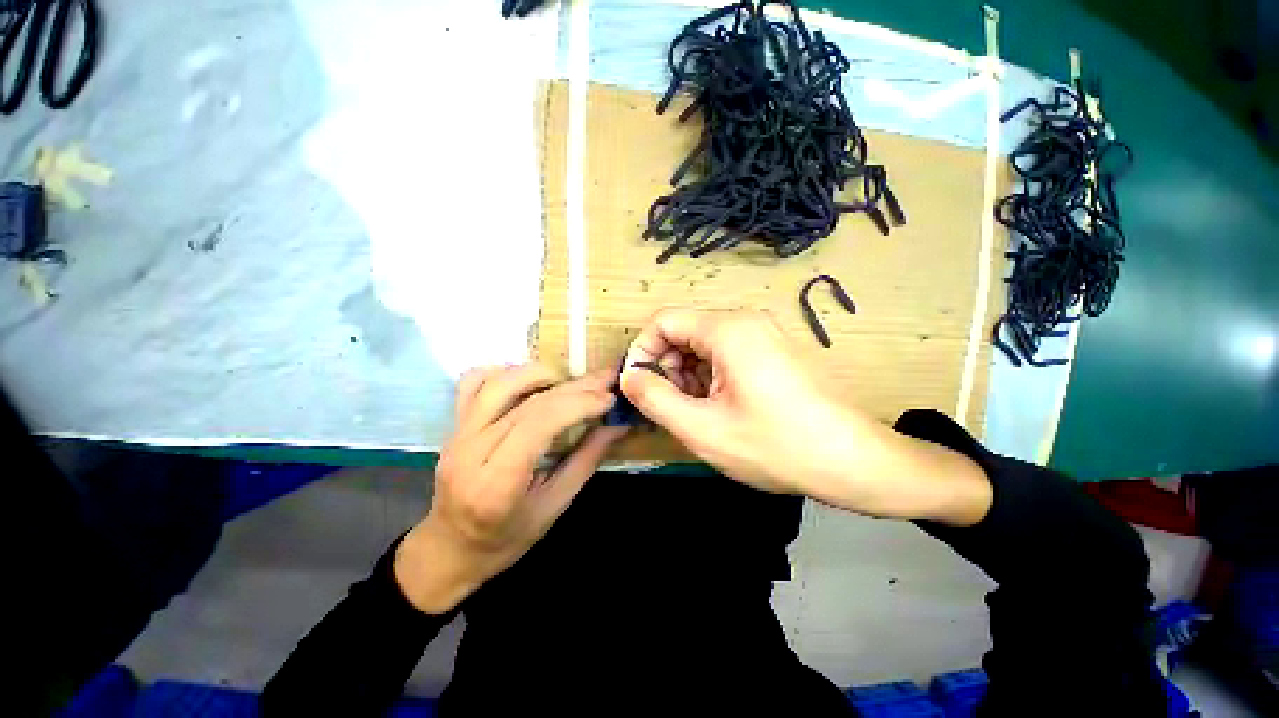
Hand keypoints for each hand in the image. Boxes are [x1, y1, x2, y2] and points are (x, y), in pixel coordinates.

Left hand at [395, 364, 625, 613]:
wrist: (450, 549)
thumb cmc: (506, 539)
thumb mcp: (554, 507)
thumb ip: (587, 461)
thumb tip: (618, 425)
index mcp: (497, 484)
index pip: (540, 423)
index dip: (579, 403)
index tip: (609, 398)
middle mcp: (471, 452)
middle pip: (528, 401)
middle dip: (574, 387)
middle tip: (606, 379)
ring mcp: (457, 434)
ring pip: (500, 383)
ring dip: (541, 373)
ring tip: (569, 380)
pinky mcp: (453, 425)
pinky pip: (472, 383)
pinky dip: (503, 372)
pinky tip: (526, 380)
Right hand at [620, 309, 991, 525]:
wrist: (853, 461)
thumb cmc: (775, 446)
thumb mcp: (702, 429)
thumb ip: (654, 399)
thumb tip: (629, 377)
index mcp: (727, 329)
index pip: (663, 321)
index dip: (642, 352)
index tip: (639, 388)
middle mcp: (745, 321)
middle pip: (683, 332)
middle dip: (666, 368)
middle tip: (670, 407)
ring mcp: (762, 334)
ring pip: (702, 346)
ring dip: (687, 376)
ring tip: (697, 414)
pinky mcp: (771, 351)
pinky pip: (725, 355)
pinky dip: (709, 378)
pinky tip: (719, 408)